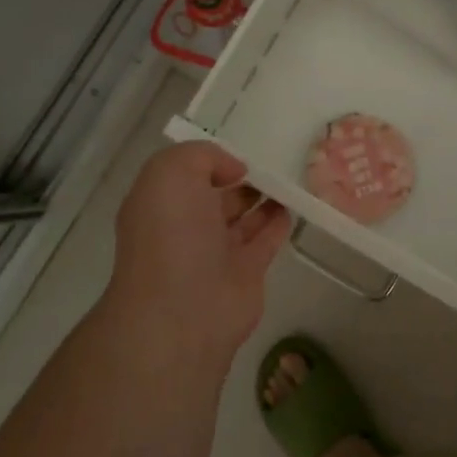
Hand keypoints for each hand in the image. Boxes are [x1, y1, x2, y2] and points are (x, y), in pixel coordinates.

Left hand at [106, 142, 290, 357]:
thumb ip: (203, 156)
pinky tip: (295, 204)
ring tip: (290, 175)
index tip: (240, 145)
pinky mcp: (246, 273)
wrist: (182, 311)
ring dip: (263, 197)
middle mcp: (186, 226)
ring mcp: (216, 252)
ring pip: (243, 217)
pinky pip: (266, 240)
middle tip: (274, 156)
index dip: (211, 158)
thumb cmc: (171, 235)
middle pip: (217, 194)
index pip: (187, 173)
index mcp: (161, 203)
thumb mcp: (171, 173)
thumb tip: (235, 171)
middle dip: (240, 177)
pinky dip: (279, 222)